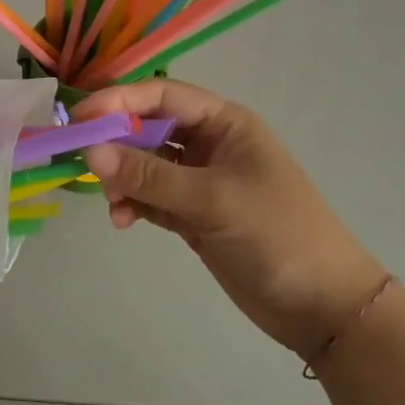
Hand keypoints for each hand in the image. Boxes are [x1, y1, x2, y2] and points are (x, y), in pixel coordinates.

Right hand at [77, 80, 385, 358]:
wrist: (325, 308)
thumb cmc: (276, 235)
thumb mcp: (211, 200)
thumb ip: (149, 175)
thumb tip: (90, 152)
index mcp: (224, 122)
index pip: (162, 95)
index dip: (119, 100)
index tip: (80, 118)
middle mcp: (210, 143)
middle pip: (150, 127)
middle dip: (116, 142)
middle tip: (82, 162)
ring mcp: (202, 180)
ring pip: (146, 163)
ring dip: (123, 178)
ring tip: (111, 203)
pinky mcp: (195, 214)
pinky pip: (153, 196)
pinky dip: (134, 203)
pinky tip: (123, 220)